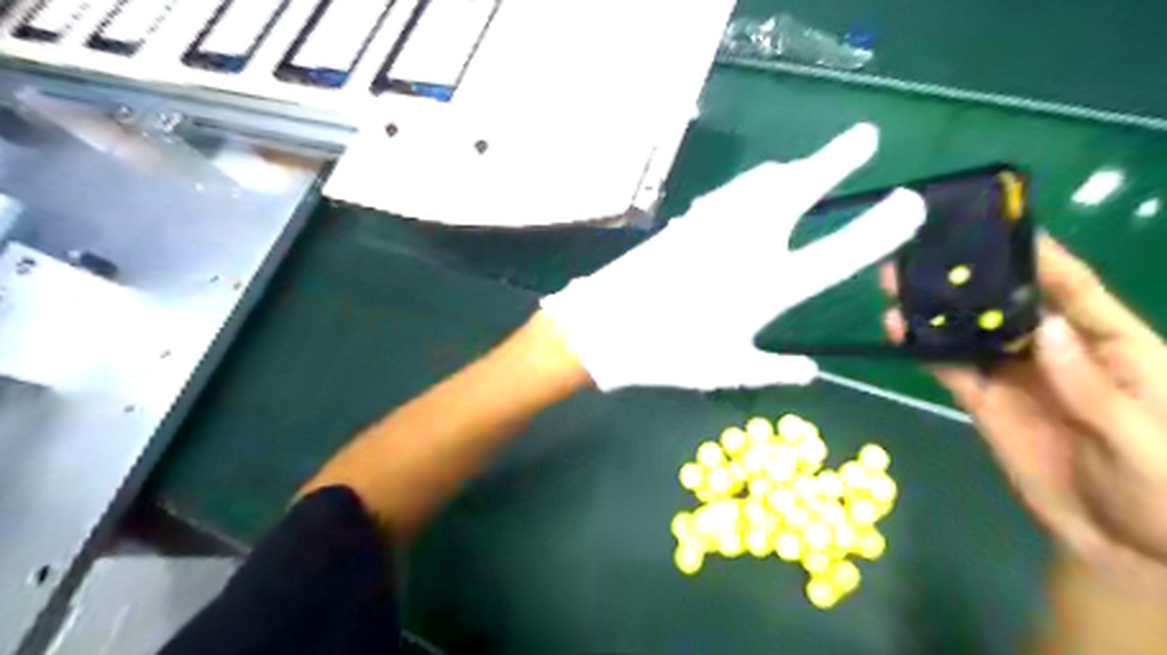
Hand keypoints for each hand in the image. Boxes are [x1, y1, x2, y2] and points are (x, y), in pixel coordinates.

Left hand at [543, 124, 924, 391]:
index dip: (880, 228)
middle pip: (801, 190)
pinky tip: (751, 191)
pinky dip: (752, 186)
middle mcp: (747, 246)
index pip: (838, 253)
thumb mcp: (729, 371)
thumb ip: (775, 369)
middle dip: (838, 159)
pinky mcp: (687, 222)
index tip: (910, 202)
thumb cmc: (670, 355)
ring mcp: (714, 227)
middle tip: (865, 137)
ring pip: (762, 182)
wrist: (606, 329)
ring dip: (792, 170)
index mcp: (768, 287)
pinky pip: (730, 193)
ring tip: (807, 167)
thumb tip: (811, 371)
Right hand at [885, 239, 1165, 590]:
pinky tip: (899, 333)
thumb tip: (1042, 328)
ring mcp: (1016, 377)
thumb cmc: (1166, 493)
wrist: (1125, 548)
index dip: (1040, 257)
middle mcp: (1057, 352)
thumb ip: (1091, 386)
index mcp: (1113, 347)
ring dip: (936, 312)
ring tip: (896, 288)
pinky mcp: (986, 403)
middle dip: (969, 279)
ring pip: (970, 334)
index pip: (1074, 290)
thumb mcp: (1143, 441)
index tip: (999, 226)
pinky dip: (925, 351)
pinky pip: (952, 370)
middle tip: (923, 255)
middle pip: (1008, 305)